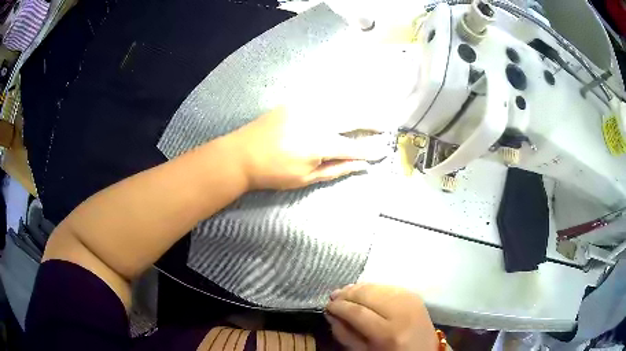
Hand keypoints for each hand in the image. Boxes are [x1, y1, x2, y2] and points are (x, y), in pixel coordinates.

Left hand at [226, 107, 386, 189]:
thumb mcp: (306, 178)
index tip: (384, 150)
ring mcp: (306, 107)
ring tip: (372, 112)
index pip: (354, 146)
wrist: (241, 154)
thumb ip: (336, 169)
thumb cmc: (273, 173)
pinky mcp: (296, 102)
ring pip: (341, 103)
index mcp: (320, 144)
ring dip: (359, 107)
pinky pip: (323, 98)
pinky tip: (347, 102)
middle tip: (386, 124)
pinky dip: (339, 100)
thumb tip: (362, 166)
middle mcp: (317, 120)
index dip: (371, 150)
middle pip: (353, 117)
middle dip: (372, 121)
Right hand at [326, 283, 437, 350]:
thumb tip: (331, 314)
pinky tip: (363, 291)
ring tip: (345, 292)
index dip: (340, 307)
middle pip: (369, 294)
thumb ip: (345, 334)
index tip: (327, 306)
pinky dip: (373, 287)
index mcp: (389, 333)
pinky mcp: (415, 295)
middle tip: (333, 296)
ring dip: (359, 288)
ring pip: (378, 286)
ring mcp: (411, 300)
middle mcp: (402, 312)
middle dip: (348, 293)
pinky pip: (389, 285)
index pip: (358, 312)